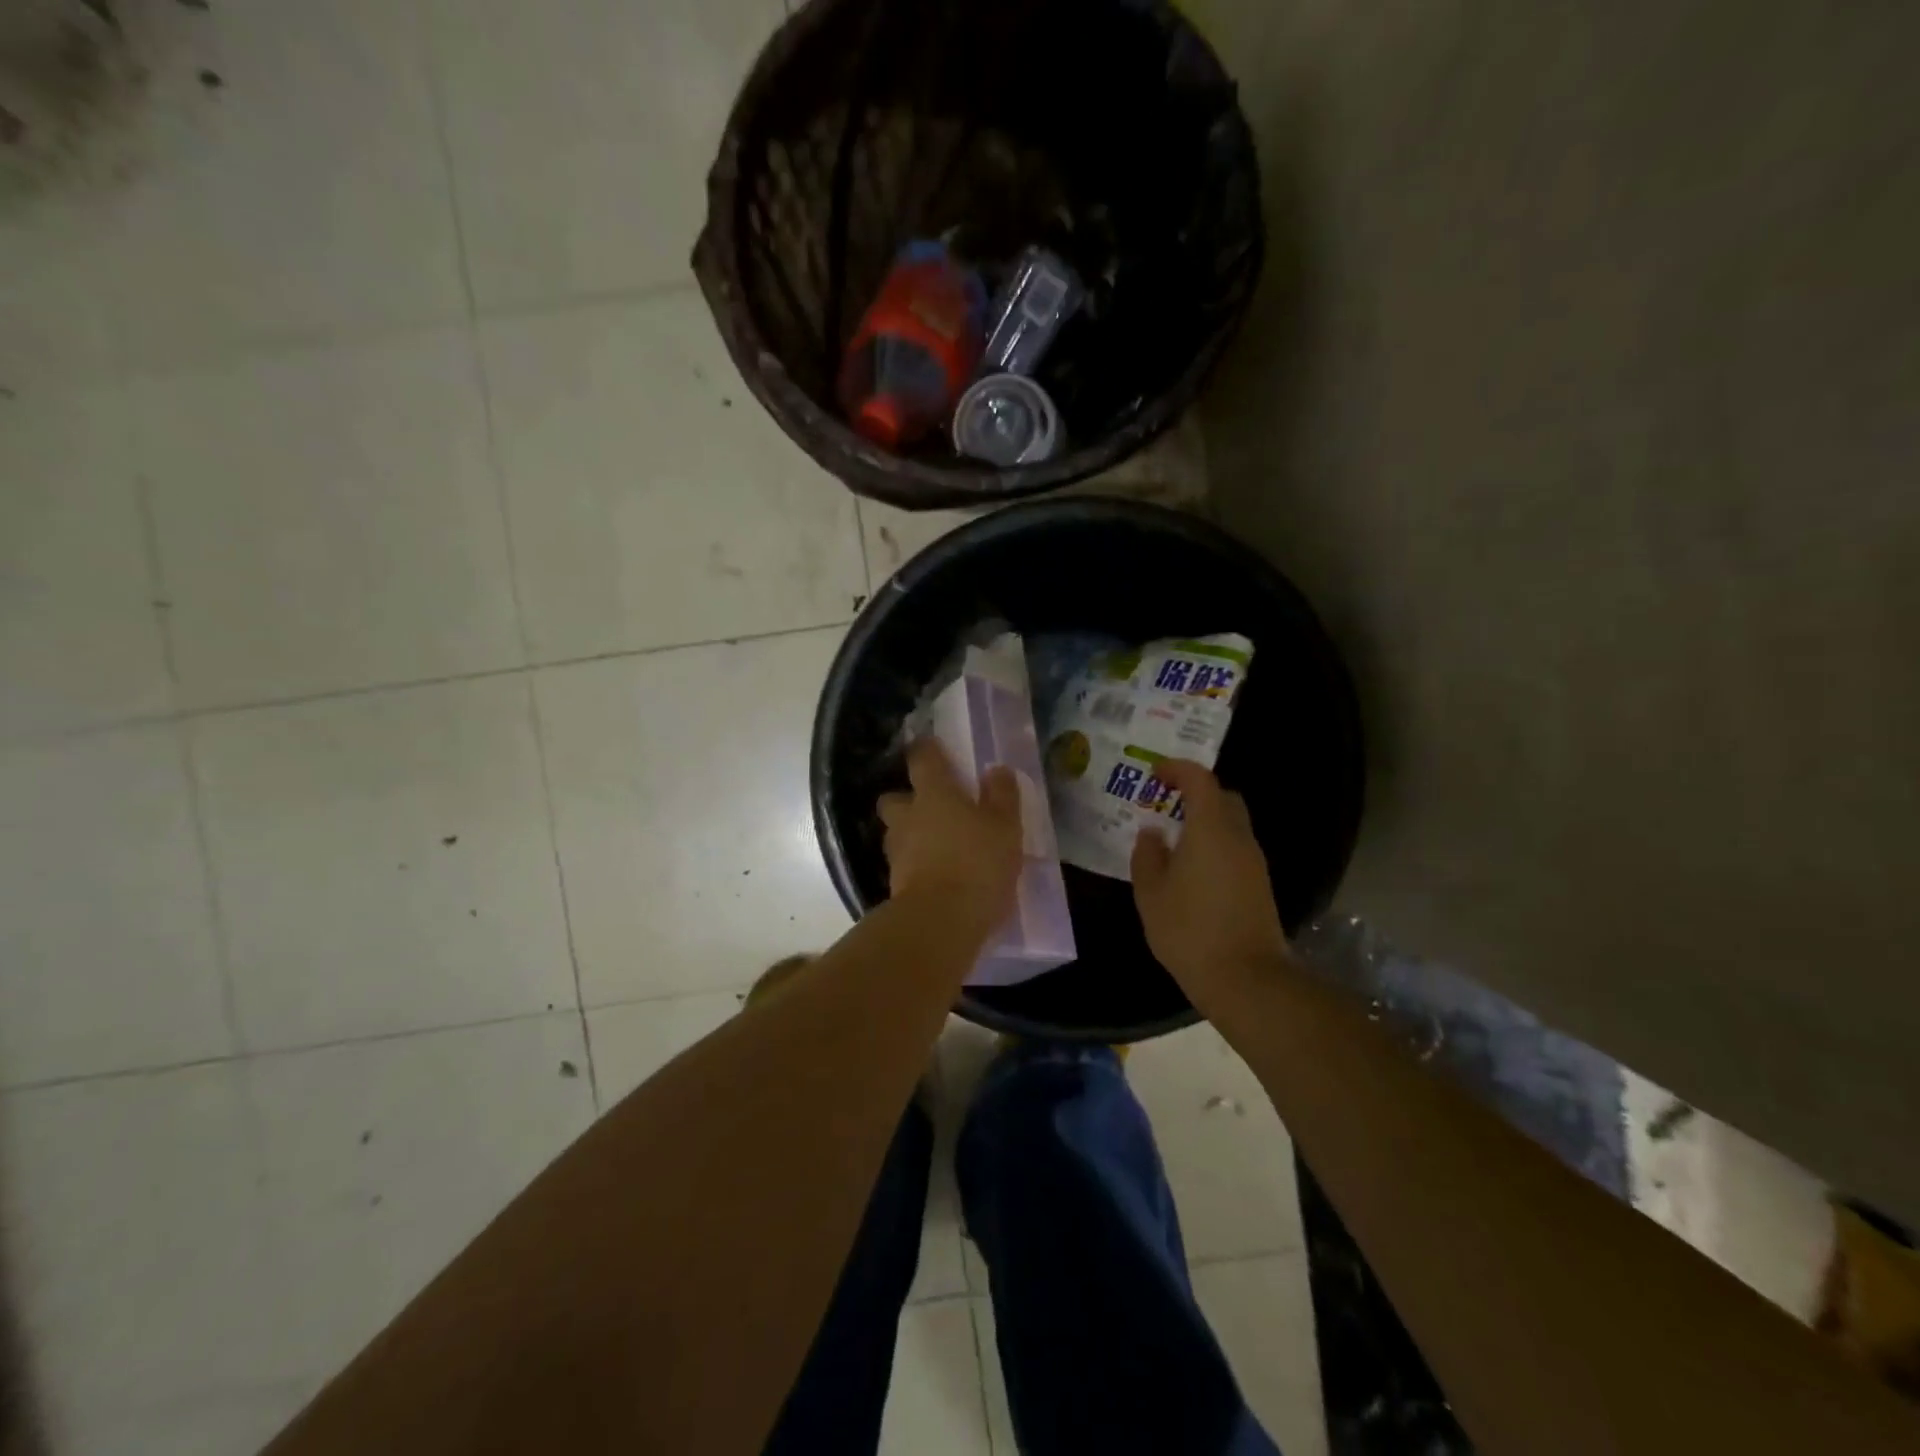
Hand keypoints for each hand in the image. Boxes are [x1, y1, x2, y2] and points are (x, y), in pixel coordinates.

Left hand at [878, 739, 1023, 932]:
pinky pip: (904, 864)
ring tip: (937, 845)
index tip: (934, 747)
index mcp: (934, 794)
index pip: (922, 758)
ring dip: (911, 834)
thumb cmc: (977, 863)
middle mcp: (908, 817)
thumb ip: (1002, 795)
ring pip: (897, 833)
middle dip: (907, 799)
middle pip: (894, 798)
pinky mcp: (895, 884)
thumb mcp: (1005, 826)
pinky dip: (916, 864)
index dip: (927, 750)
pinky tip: (937, 874)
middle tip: (932, 806)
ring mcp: (898, 852)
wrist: (941, 922)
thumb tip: (996, 770)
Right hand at [1131, 759, 1290, 1008]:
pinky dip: (1214, 845)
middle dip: (1194, 793)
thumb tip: (1152, 832)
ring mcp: (1254, 862)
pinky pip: (1235, 849)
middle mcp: (1238, 838)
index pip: (1200, 780)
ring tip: (1173, 840)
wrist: (1246, 979)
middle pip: (1223, 798)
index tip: (1154, 774)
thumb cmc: (1190, 930)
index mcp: (1211, 829)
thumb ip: (1147, 855)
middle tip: (1165, 805)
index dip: (1177, 770)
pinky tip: (1191, 870)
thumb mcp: (1151, 893)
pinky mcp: (1260, 885)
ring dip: (1205, 822)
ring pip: (1231, 825)